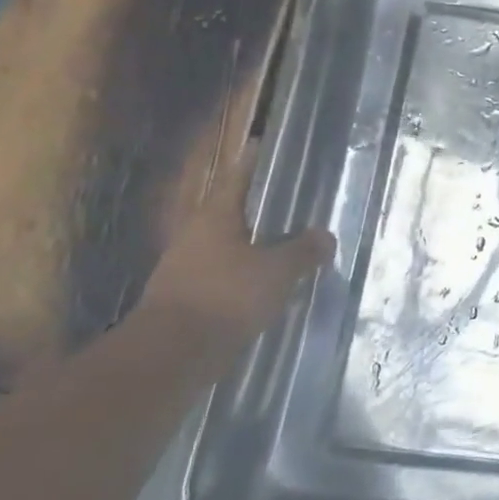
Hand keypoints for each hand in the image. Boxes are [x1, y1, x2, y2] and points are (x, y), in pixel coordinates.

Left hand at [141, 147, 333, 336]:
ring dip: (259, 243)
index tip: (270, 145)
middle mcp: (198, 235)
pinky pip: (229, 275)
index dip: (256, 161)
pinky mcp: (193, 297)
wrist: (172, 354)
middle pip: (235, 211)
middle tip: (298, 200)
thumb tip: (325, 235)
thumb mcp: (278, 270)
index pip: (239, 177)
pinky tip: (275, 282)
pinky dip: (251, 273)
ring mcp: (191, 267)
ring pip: (233, 245)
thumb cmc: (226, 296)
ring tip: (294, 243)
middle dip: (264, 206)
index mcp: (215, 216)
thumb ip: (304, 250)